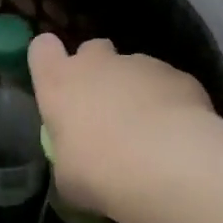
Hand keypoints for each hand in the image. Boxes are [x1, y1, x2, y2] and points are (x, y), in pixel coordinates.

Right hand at [28, 35, 216, 214]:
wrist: (168, 165)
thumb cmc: (98, 171)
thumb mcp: (67, 175)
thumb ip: (69, 154)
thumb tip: (78, 161)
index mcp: (58, 83)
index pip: (42, 48)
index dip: (49, 59)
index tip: (57, 79)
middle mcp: (96, 64)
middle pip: (92, 49)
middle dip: (98, 70)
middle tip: (106, 105)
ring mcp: (140, 64)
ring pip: (134, 67)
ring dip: (136, 89)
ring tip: (150, 129)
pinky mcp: (179, 75)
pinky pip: (169, 84)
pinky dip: (171, 102)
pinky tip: (179, 136)